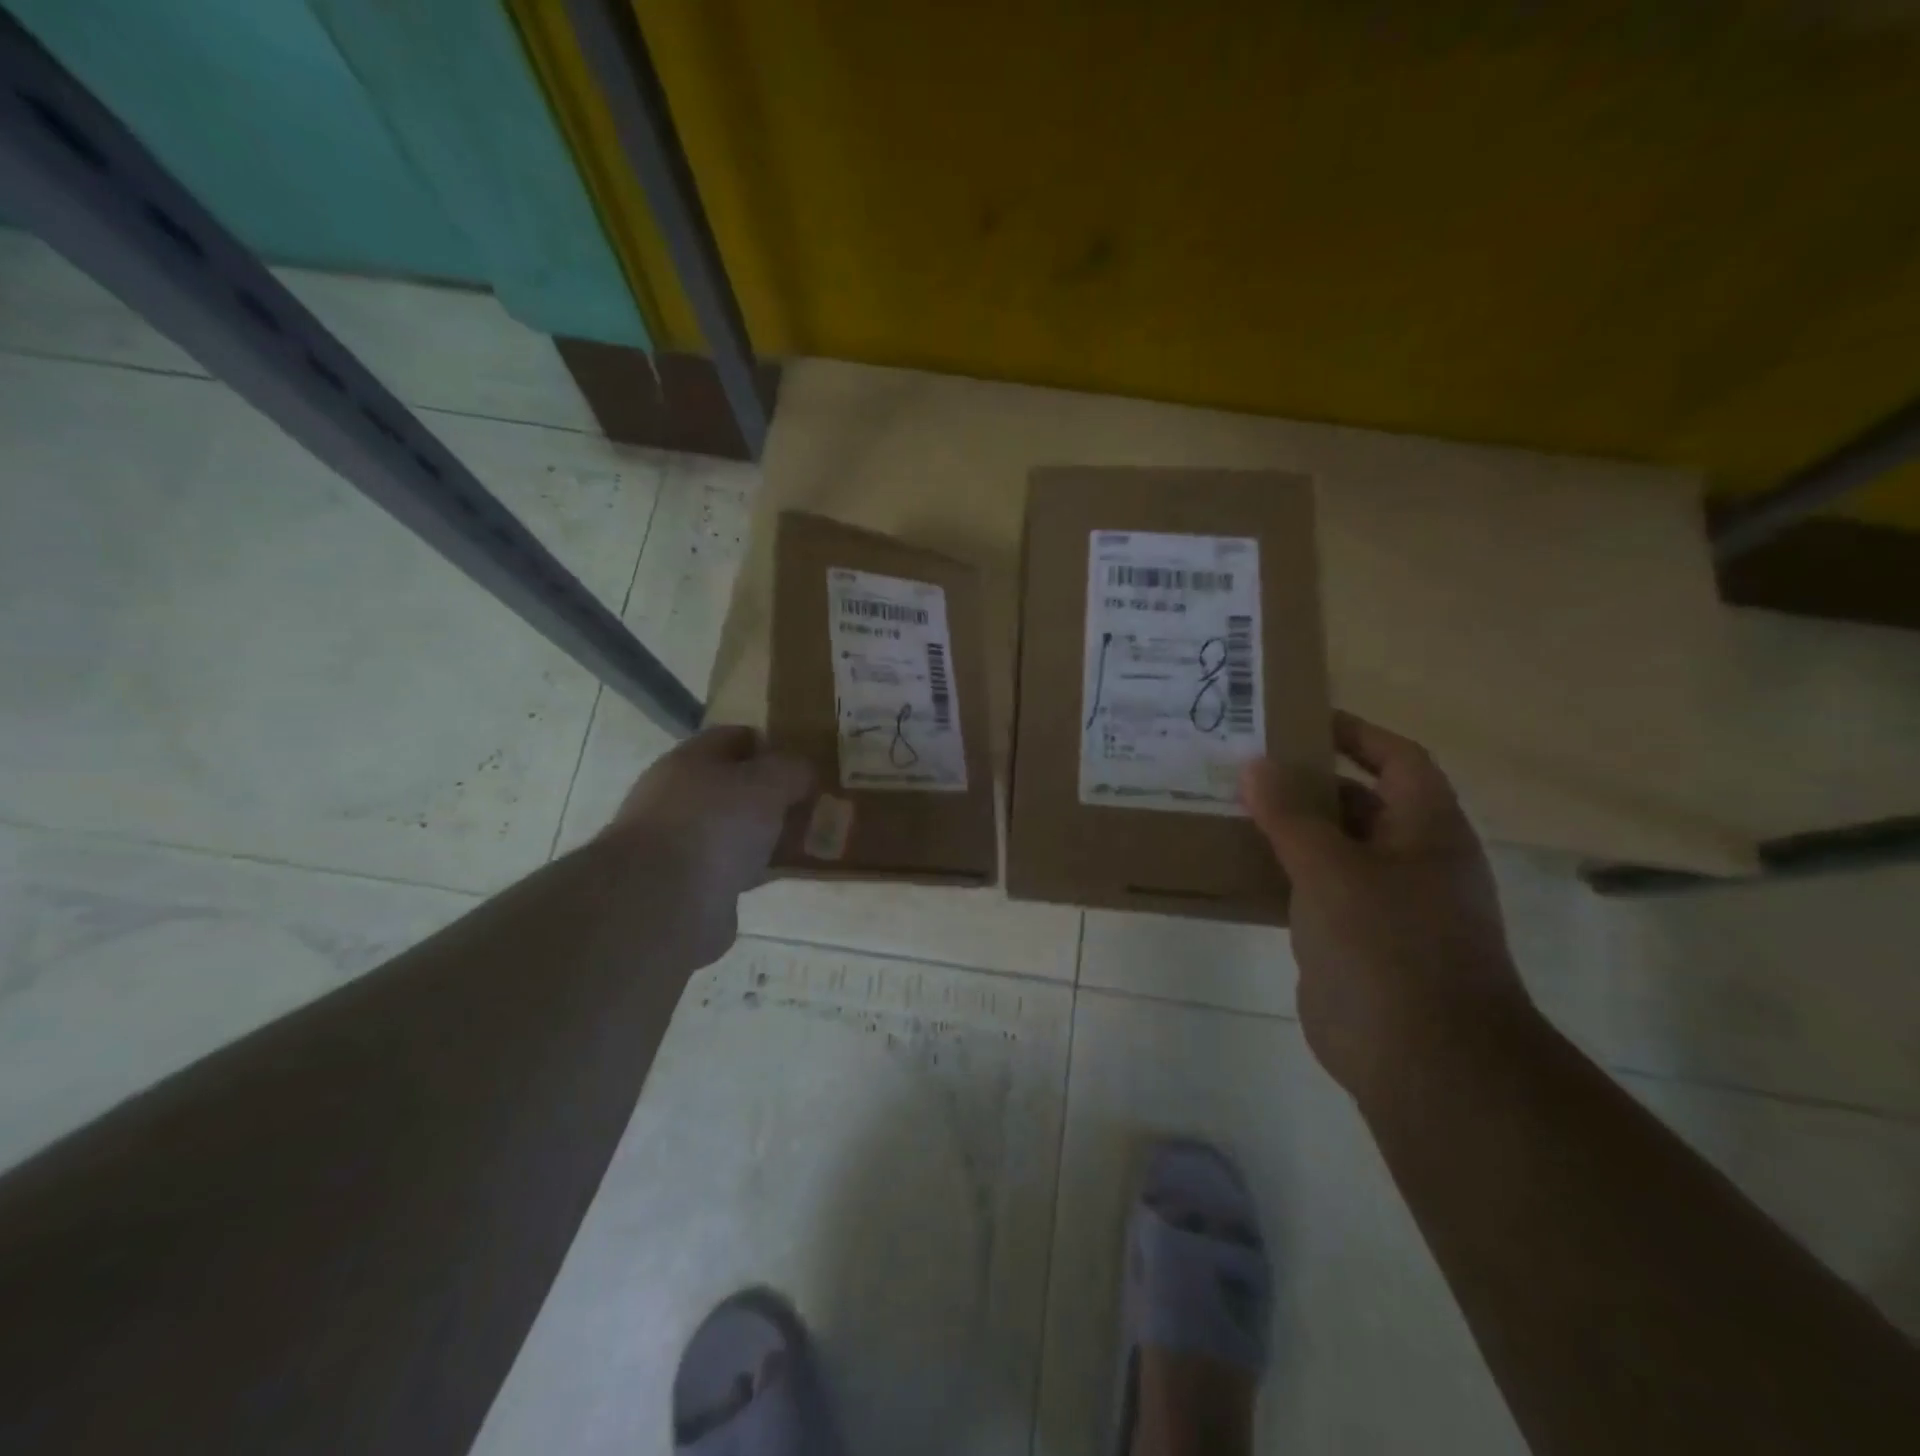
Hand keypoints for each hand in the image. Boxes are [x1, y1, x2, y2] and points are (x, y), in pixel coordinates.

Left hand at [603, 725, 812, 967]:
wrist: (662, 904)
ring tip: (807, 842)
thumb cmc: (716, 825)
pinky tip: (783, 874)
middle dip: (774, 794)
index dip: (773, 746)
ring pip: (735, 828)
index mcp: (690, 759)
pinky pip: (732, 866)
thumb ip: (792, 769)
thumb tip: (802, 772)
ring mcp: (680, 842)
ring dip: (766, 834)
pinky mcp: (687, 884)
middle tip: (813, 805)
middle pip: (735, 785)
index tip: (805, 764)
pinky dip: (757, 868)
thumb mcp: (768, 783)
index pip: (737, 738)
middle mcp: (678, 796)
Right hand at [1241, 712, 1533, 1099]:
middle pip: (1357, 803)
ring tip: (1228, 808)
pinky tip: (1234, 867)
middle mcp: (1410, 860)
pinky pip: (1313, 893)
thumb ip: (1291, 815)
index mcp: (1426, 831)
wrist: (1421, 1060)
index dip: (1355, 734)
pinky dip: (1280, 875)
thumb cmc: (1388, 946)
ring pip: (1330, 850)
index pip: (1397, 760)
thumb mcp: (1332, 869)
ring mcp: (1383, 904)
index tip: (1299, 720)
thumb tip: (1254, 765)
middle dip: (1305, 782)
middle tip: (1243, 765)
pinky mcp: (1353, 941)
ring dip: (1286, 830)